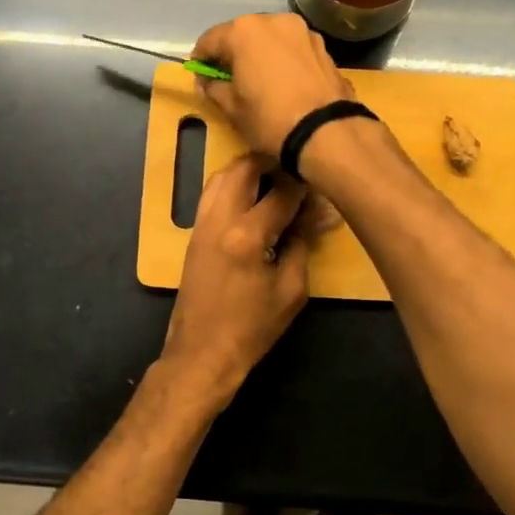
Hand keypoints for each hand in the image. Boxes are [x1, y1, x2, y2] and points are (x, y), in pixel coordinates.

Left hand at [162, 154, 309, 407]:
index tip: (321, 186)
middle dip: (272, 162)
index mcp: (247, 235)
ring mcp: (201, 224)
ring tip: (275, 179)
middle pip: (244, 167)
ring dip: (248, 170)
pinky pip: (212, 194)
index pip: (281, 193)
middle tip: (296, 169)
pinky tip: (252, 198)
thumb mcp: (291, 290)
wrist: (202, 353)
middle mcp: (219, 219)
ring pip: (221, 175)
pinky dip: (232, 185)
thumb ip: (301, 245)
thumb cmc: (252, 328)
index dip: (305, 186)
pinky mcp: (193, 234)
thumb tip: (312, 216)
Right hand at [192, 13, 352, 157]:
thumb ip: (214, 88)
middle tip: (229, 79)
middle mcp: (273, 21)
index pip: (210, 40)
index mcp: (244, 31)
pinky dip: (282, 59)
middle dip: (233, 54)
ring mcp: (302, 31)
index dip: (201, 59)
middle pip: (242, 34)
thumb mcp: (232, 108)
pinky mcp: (322, 46)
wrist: (326, 131)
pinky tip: (283, 81)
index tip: (200, 77)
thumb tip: (207, 82)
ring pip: (270, 39)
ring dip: (260, 54)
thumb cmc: (270, 118)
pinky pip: (292, 48)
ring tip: (258, 80)